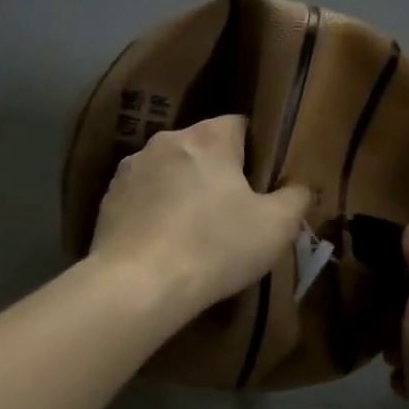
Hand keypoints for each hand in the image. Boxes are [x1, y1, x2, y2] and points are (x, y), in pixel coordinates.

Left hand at [90, 115, 310, 312]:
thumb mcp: (276, 227)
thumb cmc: (215, 247)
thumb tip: (300, 187)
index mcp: (208, 138)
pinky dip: (155, 212)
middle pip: (202, 147)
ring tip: (196, 230)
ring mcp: (130, 169)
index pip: (239, 123)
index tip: (263, 181)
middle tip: (235, 209)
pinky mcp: (108, 200)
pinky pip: (143, 197)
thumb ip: (295, 198)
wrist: (137, 285)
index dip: (255, 149)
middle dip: (218, 171)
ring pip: (169, 171)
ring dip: (183, 190)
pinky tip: (164, 244)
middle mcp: (166, 141)